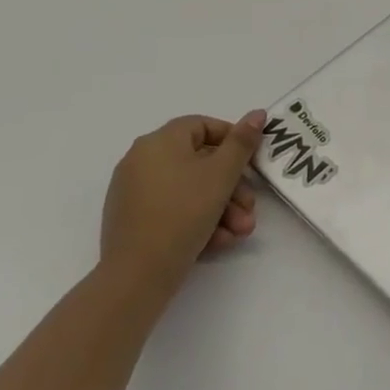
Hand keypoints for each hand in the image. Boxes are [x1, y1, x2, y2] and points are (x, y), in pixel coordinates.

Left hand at [99, 111, 264, 299]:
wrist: (137, 276)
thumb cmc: (183, 212)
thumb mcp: (222, 174)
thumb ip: (242, 141)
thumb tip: (257, 113)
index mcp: (159, 142)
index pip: (203, 126)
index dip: (233, 140)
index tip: (252, 163)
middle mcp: (141, 161)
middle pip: (200, 163)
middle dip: (232, 187)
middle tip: (250, 208)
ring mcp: (134, 192)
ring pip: (190, 190)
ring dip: (221, 208)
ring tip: (239, 231)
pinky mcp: (132, 220)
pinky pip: (174, 210)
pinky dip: (198, 220)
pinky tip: (218, 241)